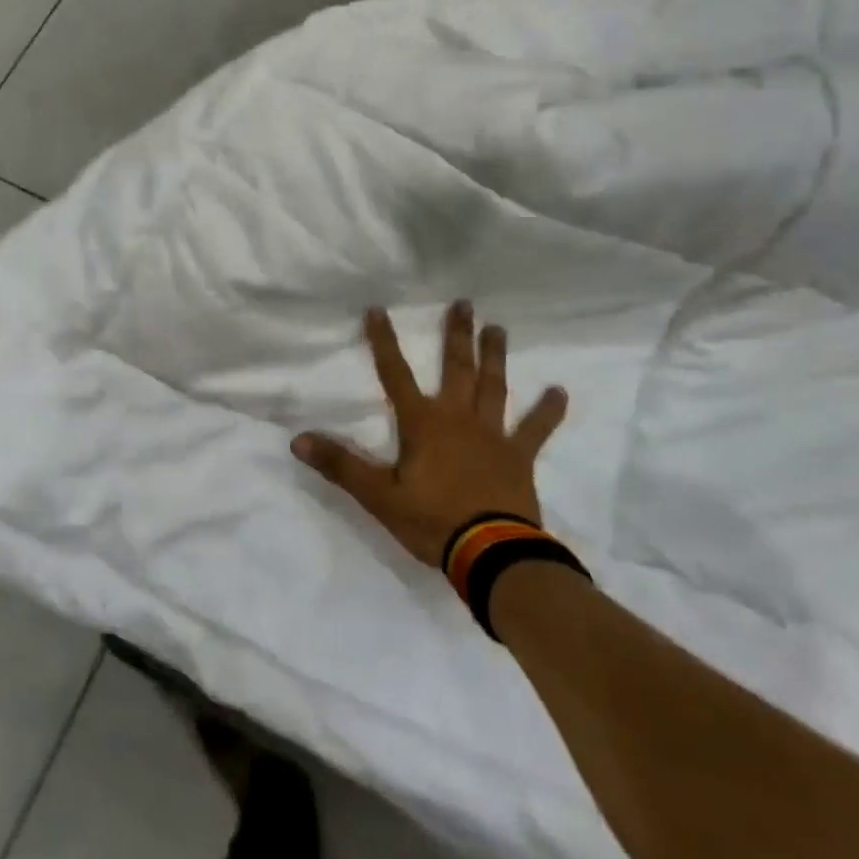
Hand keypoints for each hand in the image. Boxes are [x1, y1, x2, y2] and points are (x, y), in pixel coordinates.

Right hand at [293, 303, 566, 566]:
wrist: (491, 555)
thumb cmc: (432, 522)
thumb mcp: (379, 496)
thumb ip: (341, 465)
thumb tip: (298, 439)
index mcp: (423, 424)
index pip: (395, 375)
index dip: (384, 342)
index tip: (377, 309)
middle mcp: (459, 418)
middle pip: (457, 369)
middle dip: (457, 335)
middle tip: (464, 303)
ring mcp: (493, 435)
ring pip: (494, 388)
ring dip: (495, 357)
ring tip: (498, 328)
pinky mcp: (519, 457)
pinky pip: (535, 430)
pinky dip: (548, 411)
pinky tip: (561, 391)